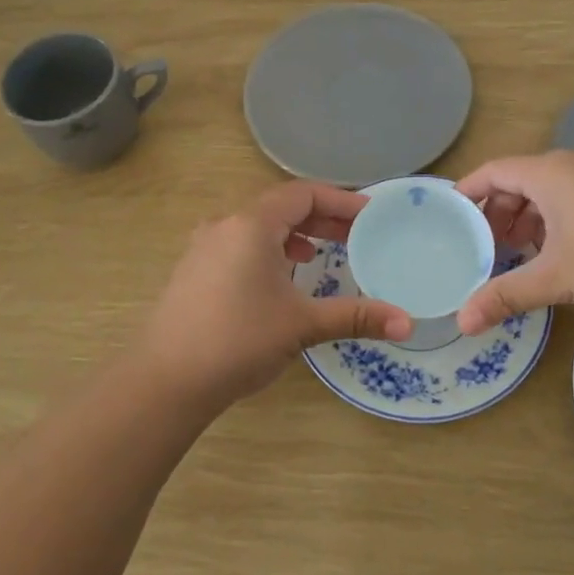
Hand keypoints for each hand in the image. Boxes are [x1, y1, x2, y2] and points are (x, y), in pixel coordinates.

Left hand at [138, 182, 413, 407]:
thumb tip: (407, 323)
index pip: (303, 194)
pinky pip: (239, 243)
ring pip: (257, 226)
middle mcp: (225, 225)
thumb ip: (356, 317)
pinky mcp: (194, 270)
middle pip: (280, 206)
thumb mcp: (302, 325)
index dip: (340, 200)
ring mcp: (204, 247)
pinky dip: (268, 248)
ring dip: (293, 233)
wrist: (165, 380)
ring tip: (320, 253)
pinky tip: (279, 277)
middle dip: (320, 218)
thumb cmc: (238, 340)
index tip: (370, 215)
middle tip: (355, 234)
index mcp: (251, 225)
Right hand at [454, 147, 573, 332]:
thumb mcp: (556, 279)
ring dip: (530, 217)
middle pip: (522, 179)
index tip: (451, 214)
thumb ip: (505, 295)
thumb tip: (461, 323)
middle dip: (500, 212)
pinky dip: (558, 218)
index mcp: (550, 172)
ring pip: (552, 189)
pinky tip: (563, 251)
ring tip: (521, 254)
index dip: (469, 190)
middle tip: (487, 247)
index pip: (494, 170)